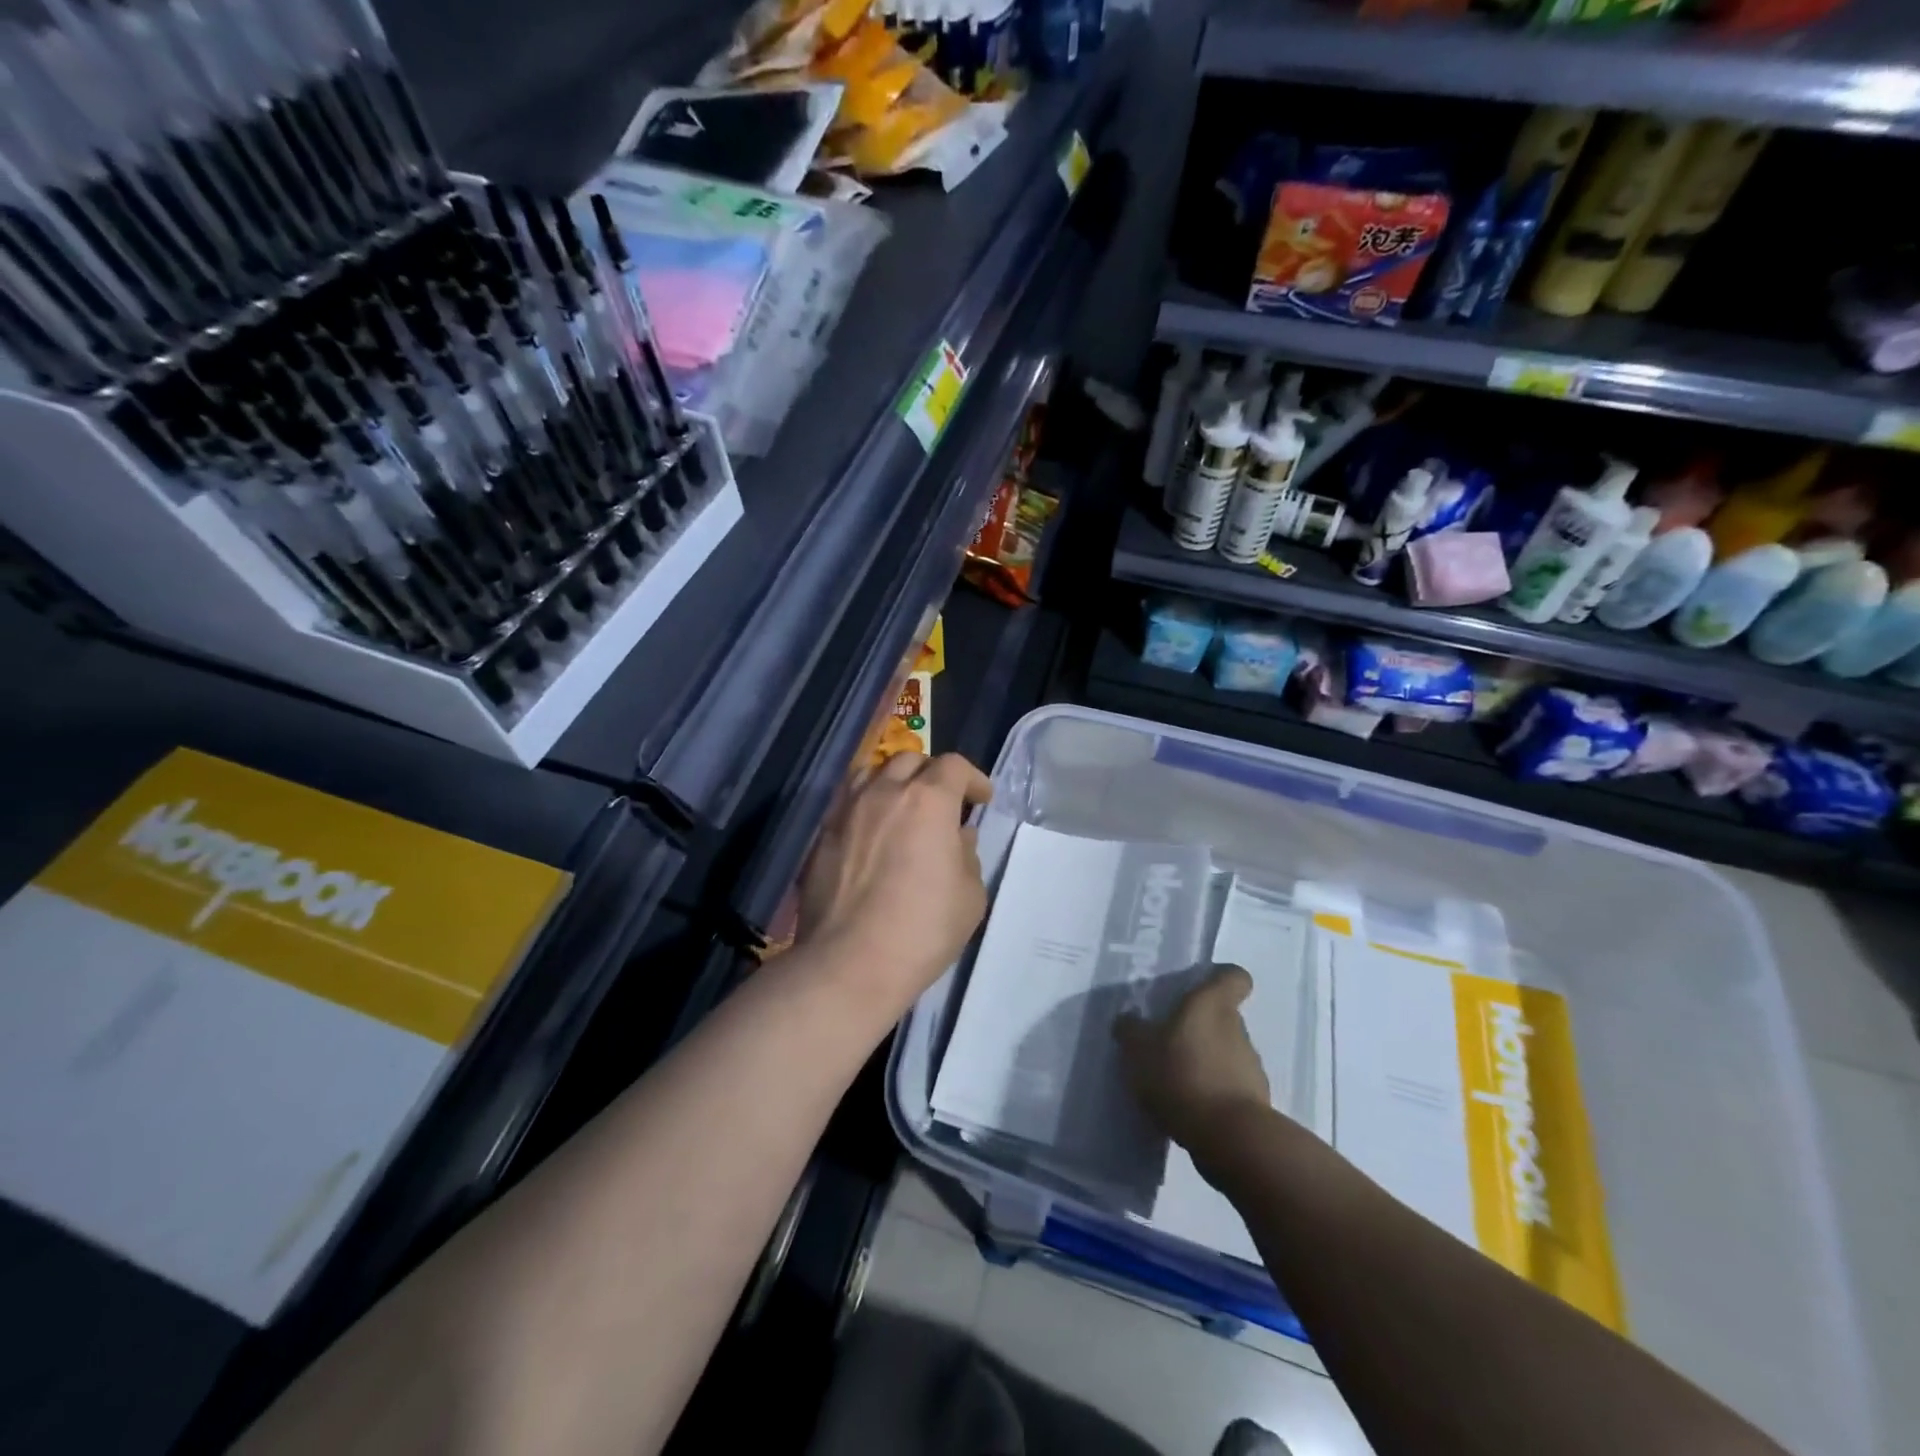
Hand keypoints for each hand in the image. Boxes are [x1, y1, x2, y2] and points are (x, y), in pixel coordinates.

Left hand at [796, 752, 992, 1017]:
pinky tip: (872, 834)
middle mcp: (884, 793)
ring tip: (902, 807)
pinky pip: (847, 803)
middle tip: (943, 801)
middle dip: (932, 774)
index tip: (981, 800)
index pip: (953, 766)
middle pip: (910, 760)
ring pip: (871, 772)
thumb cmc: (921, 930)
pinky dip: (866, 806)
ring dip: (893, 781)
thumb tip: (958, 837)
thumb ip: (968, 856)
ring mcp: (847, 811)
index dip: (972, 778)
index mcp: (928, 801)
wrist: (849, 963)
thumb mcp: (970, 897)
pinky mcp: (822, 835)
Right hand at [1114, 965, 1270, 1154]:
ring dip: (1203, 1061)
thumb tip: (1128, 1019)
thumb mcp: (1138, 1050)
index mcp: (1211, 1003)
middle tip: (1165, 1040)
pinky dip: (1210, 1093)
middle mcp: (1237, 1028)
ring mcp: (1250, 1066)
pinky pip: (1227, 1087)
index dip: (1220, 978)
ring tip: (1171, 1080)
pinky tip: (1185, 1108)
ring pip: (1224, 1052)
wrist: (1230, 1138)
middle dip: (1197, 1027)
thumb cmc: (1182, 1074)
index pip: (1233, 976)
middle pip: (1221, 1016)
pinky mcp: (1253, 1102)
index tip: (1199, 987)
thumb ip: (1130, 1030)